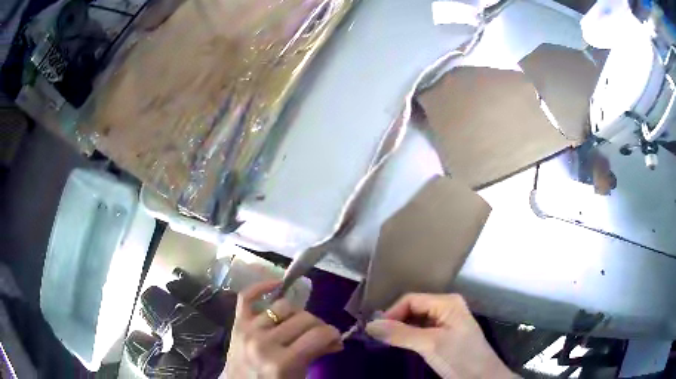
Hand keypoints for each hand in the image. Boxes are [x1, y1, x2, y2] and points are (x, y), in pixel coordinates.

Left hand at [224, 280, 342, 378]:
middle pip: (303, 318)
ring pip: (282, 306)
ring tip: (299, 324)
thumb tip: (336, 340)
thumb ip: (316, 355)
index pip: (317, 335)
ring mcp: (248, 330)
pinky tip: (277, 284)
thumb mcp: (299, 376)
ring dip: (297, 313)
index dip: (332, 334)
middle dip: (318, 325)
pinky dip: (261, 287)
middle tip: (320, 335)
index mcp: (282, 363)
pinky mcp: (237, 323)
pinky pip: (246, 296)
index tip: (335, 339)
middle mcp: (264, 343)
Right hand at [365, 293, 515, 378]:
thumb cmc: (460, 357)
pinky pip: (421, 330)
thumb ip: (400, 334)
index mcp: (447, 302)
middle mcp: (446, 307)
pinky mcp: (445, 335)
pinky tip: (402, 345)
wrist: (482, 377)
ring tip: (386, 343)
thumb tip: (370, 325)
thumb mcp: (430, 345)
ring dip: (401, 330)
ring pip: (416, 320)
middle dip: (395, 321)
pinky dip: (409, 337)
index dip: (392, 313)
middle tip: (378, 338)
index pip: (411, 300)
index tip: (376, 331)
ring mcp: (446, 321)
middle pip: (413, 308)